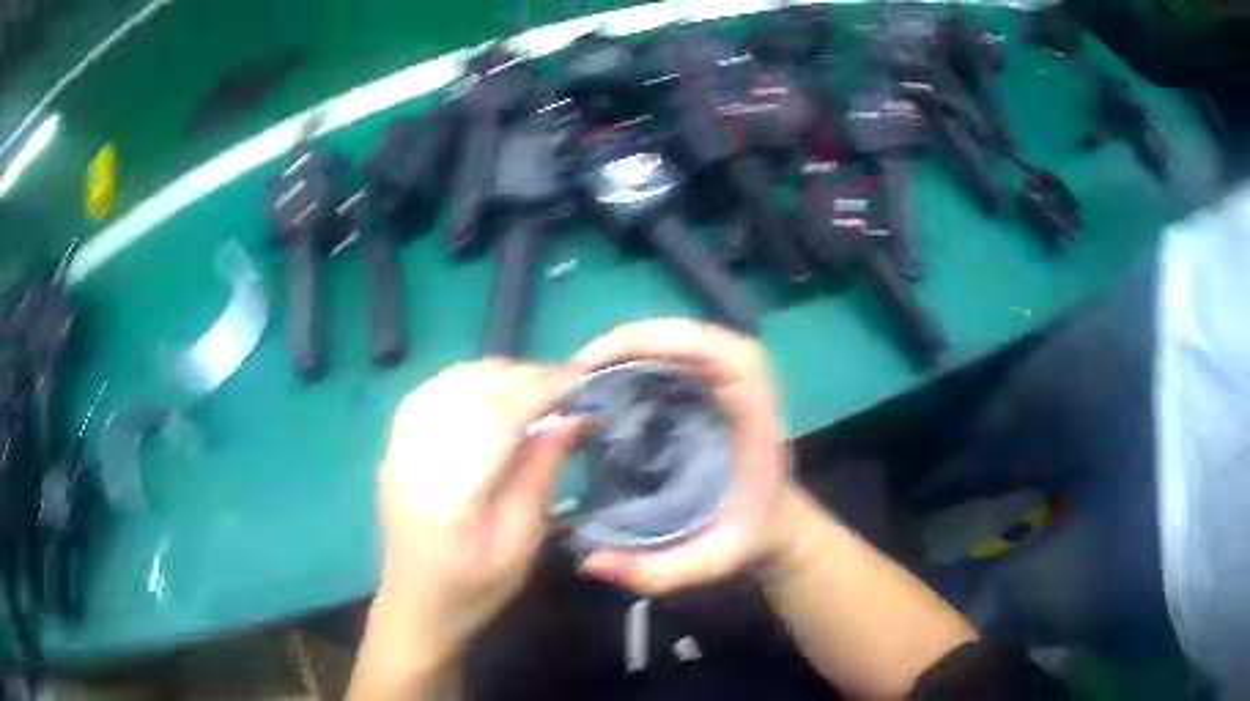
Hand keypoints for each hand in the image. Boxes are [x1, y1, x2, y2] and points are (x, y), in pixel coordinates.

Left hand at [376, 360, 581, 664]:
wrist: (416, 603)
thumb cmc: (475, 586)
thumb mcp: (521, 543)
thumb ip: (540, 474)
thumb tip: (570, 418)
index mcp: (453, 493)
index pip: (499, 416)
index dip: (542, 388)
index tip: (581, 378)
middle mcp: (418, 458)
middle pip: (473, 390)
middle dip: (524, 376)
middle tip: (565, 383)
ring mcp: (399, 447)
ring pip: (449, 381)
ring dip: (496, 372)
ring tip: (533, 383)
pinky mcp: (394, 445)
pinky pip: (430, 390)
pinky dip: (466, 379)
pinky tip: (489, 388)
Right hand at [574, 319, 798, 594]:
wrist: (780, 526)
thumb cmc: (751, 537)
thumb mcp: (710, 562)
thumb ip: (656, 571)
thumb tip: (587, 561)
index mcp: (754, 412)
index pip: (715, 350)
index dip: (655, 343)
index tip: (597, 367)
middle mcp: (748, 382)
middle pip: (691, 332)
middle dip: (629, 340)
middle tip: (577, 373)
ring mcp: (735, 377)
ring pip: (682, 336)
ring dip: (632, 344)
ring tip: (586, 373)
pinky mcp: (720, 382)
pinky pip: (679, 351)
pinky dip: (642, 353)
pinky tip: (610, 378)